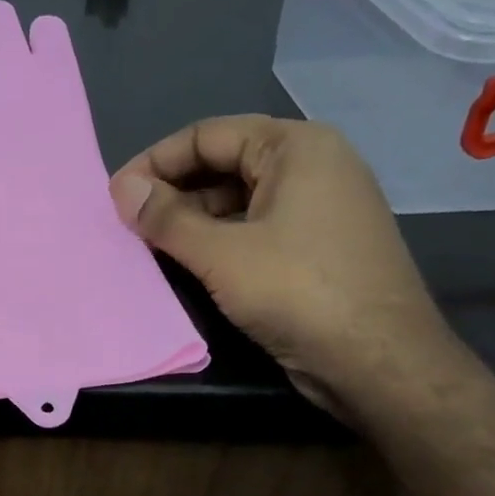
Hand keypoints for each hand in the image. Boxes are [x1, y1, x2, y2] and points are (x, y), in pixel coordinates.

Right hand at [109, 115, 464, 420]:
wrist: (379, 361)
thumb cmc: (298, 292)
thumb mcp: (221, 253)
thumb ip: (167, 218)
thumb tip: (121, 189)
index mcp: (296, 147)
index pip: (208, 134)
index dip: (155, 161)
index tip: (115, 195)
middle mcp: (313, 165)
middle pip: (225, 162)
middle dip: (173, 190)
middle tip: (128, 222)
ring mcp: (320, 207)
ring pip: (239, 198)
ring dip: (192, 218)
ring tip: (149, 244)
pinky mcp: (318, 246)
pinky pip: (256, 227)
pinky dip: (219, 239)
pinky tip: (189, 262)